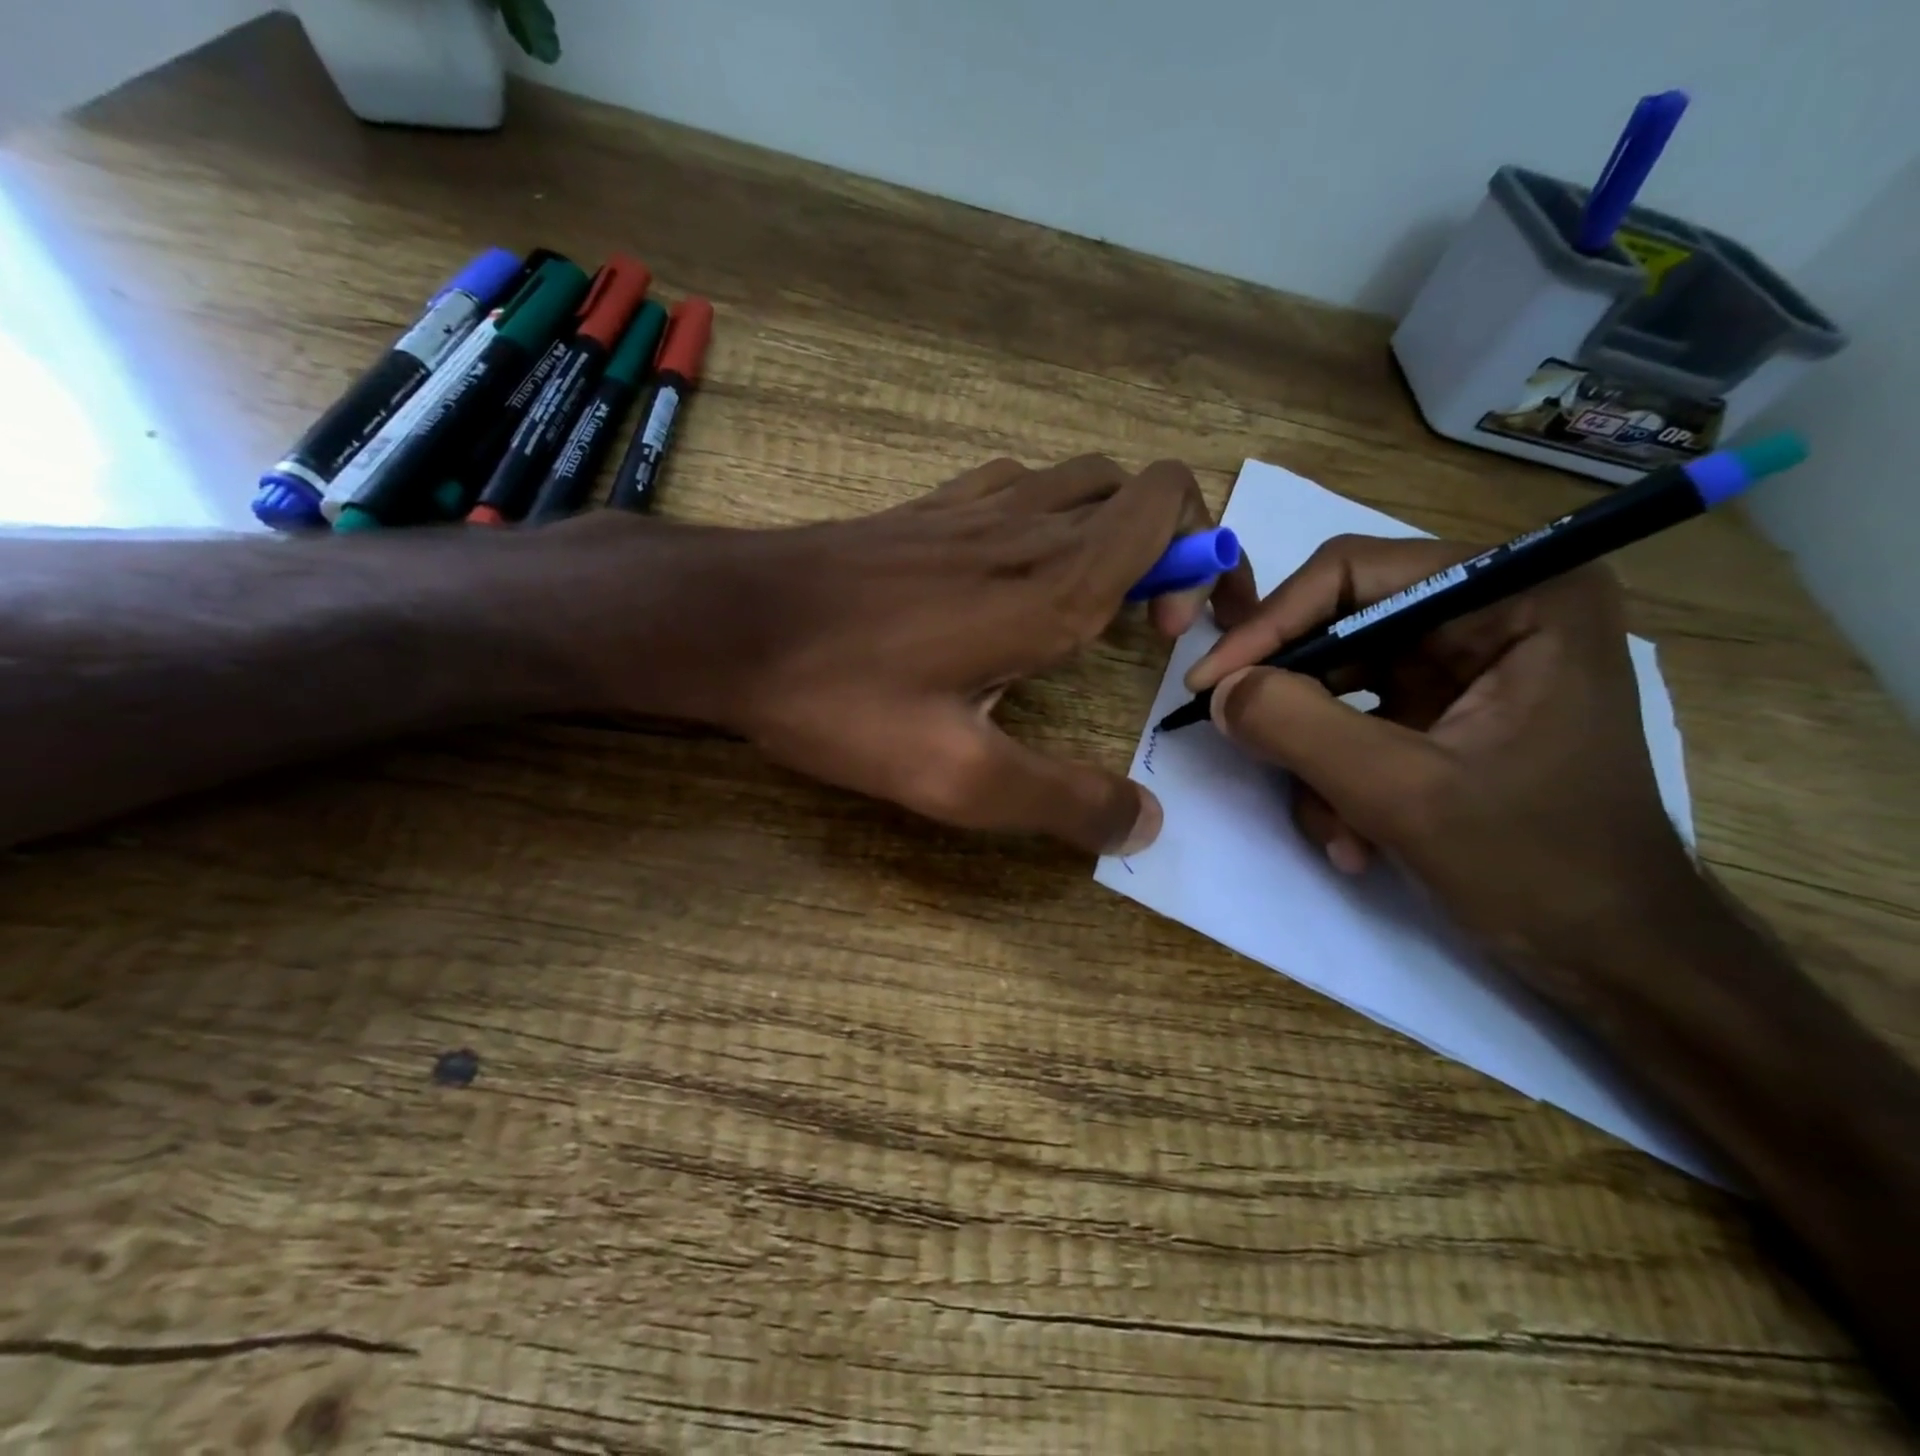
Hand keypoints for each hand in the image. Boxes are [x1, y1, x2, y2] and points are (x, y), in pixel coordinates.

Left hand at [594, 455, 1255, 854]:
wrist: (728, 621)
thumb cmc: (840, 696)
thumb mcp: (957, 777)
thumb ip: (1062, 801)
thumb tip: (1143, 824)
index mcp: (1054, 585)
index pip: (1174, 506)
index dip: (1211, 557)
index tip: (1183, 634)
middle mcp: (1027, 527)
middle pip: (1140, 487)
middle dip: (1175, 546)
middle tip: (1145, 626)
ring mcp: (971, 507)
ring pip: (1081, 480)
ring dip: (1113, 528)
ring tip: (1089, 603)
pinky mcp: (926, 510)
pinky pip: (1016, 486)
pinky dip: (1046, 517)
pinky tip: (1013, 575)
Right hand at [1185, 534, 1704, 987]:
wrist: (1612, 954)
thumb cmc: (1539, 866)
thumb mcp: (1403, 794)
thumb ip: (1298, 727)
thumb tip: (1218, 690)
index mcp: (1519, 596)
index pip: (1356, 572)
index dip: (1272, 624)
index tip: (1209, 683)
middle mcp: (1493, 612)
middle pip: (1340, 627)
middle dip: (1298, 706)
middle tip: (1245, 746)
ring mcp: (1467, 665)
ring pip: (1338, 682)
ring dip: (1317, 758)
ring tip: (1335, 828)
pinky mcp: (1445, 710)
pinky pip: (1355, 721)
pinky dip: (1337, 777)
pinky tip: (1354, 837)